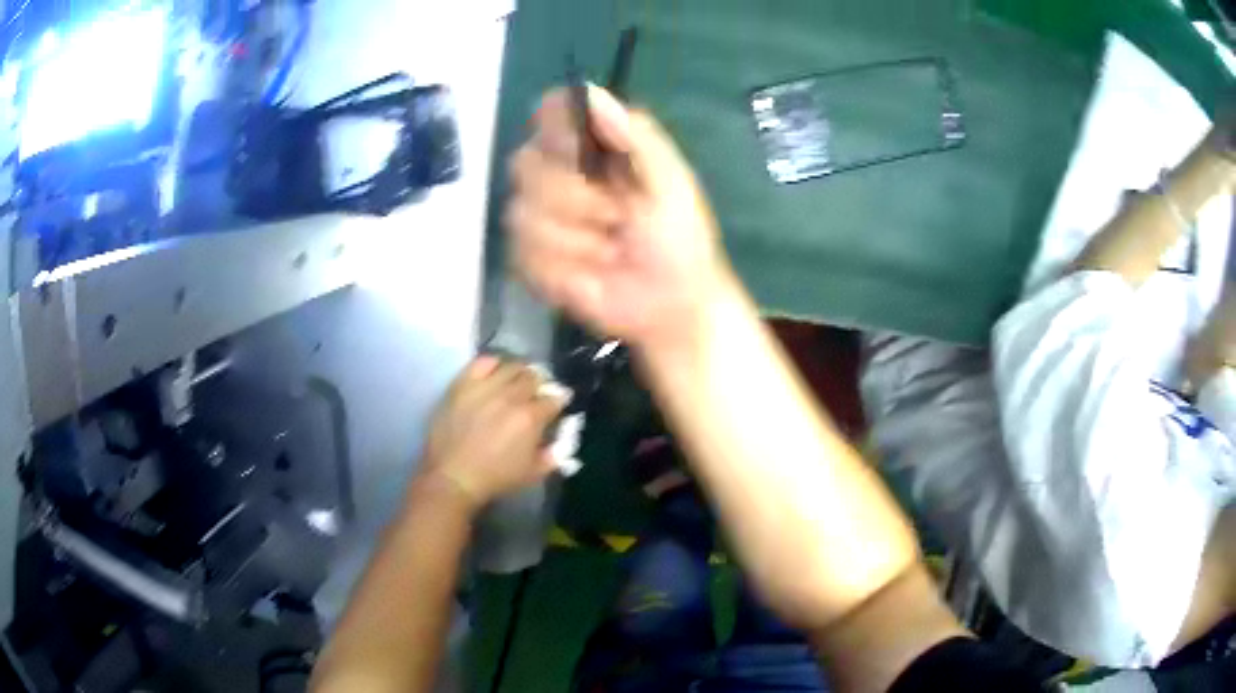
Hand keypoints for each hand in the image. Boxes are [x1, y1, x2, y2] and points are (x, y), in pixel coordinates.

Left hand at [417, 356, 566, 510]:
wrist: (453, 477)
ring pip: (511, 366)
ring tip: (516, 381)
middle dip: (540, 383)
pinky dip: (492, 364)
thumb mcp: (532, 474)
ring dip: (519, 372)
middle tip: (536, 392)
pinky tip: (494, 373)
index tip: (557, 403)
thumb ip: (552, 456)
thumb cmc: (495, 479)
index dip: (559, 400)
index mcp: (531, 418)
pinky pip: (482, 362)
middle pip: (534, 377)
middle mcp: (511, 397)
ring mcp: (486, 387)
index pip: (554, 398)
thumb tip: (561, 442)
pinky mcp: (463, 384)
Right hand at [506, 86, 735, 350]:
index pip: (550, 114)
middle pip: (524, 162)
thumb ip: (637, 135)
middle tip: (618, 216)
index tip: (582, 153)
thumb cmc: (679, 239)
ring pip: (521, 213)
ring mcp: (539, 218)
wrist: (670, 306)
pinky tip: (589, 275)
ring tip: (610, 250)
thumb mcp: (671, 182)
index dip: (556, 128)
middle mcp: (557, 174)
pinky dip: (562, 269)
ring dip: (576, 239)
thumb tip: (589, 91)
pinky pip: (523, 254)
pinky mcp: (529, 260)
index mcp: (593, 147)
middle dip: (575, 197)